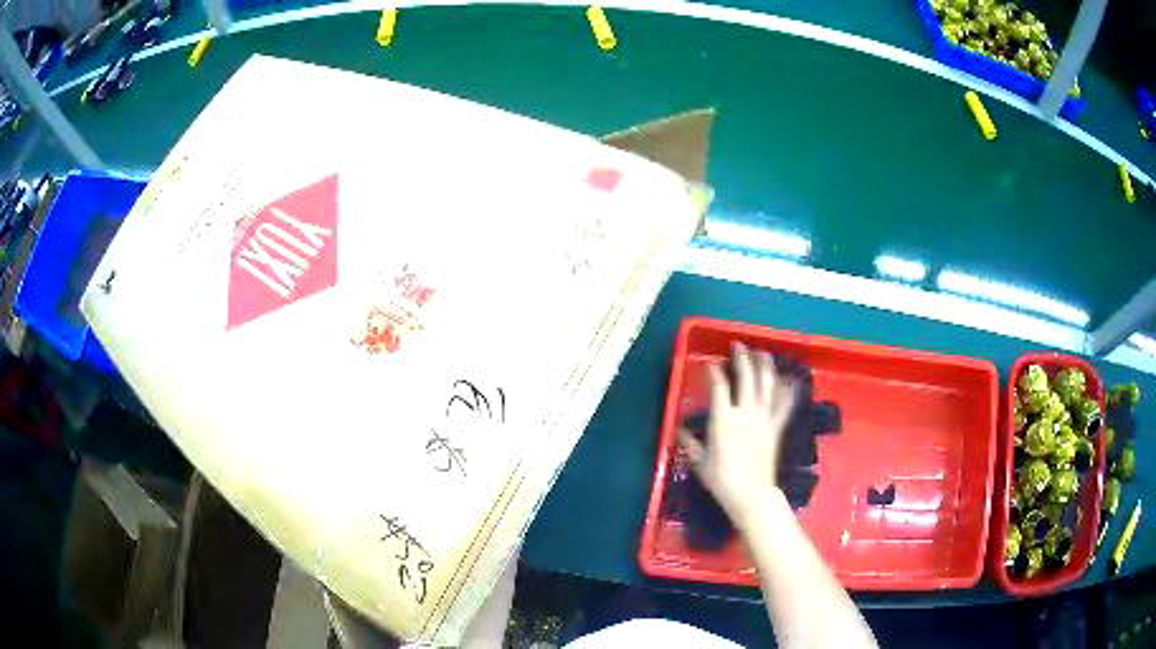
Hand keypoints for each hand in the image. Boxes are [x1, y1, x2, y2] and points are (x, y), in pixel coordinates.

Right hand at [679, 342, 794, 529]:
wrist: (751, 494)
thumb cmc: (722, 479)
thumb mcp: (700, 462)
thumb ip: (690, 443)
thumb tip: (679, 431)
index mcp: (723, 419)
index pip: (719, 386)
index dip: (714, 371)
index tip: (711, 363)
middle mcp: (745, 412)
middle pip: (746, 377)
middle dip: (742, 358)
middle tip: (739, 346)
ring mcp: (764, 418)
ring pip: (767, 385)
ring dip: (765, 366)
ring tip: (763, 353)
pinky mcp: (776, 427)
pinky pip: (783, 404)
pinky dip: (786, 390)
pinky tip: (788, 380)